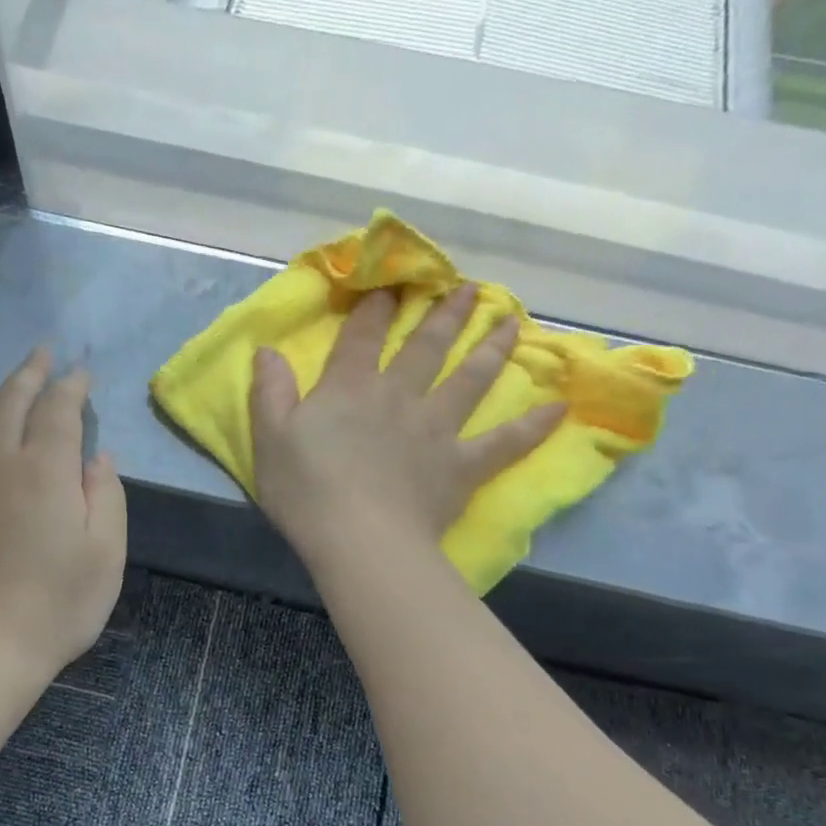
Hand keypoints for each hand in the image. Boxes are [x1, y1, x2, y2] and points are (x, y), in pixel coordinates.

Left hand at [0, 349, 126, 681]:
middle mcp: (1, 463)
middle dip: (30, 372)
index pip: (58, 409)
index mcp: (44, 469)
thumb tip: (98, 459)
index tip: (82, 372)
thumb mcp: (106, 552)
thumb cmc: (58, 602)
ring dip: (2, 393)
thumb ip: (105, 495)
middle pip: (12, 402)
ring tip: (17, 382)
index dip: (71, 386)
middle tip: (43, 352)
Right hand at [250, 286, 562, 568]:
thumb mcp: (269, 439)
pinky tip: (558, 409)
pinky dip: (531, 427)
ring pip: (470, 380)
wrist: (360, 541)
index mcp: (350, 388)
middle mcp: (399, 396)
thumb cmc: (307, 491)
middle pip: (426, 347)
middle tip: (469, 289)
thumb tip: (267, 350)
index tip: (391, 284)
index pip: (363, 336)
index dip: (375, 307)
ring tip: (511, 323)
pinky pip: (503, 443)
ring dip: (491, 349)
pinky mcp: (461, 466)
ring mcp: (436, 429)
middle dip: (445, 315)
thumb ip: (270, 392)